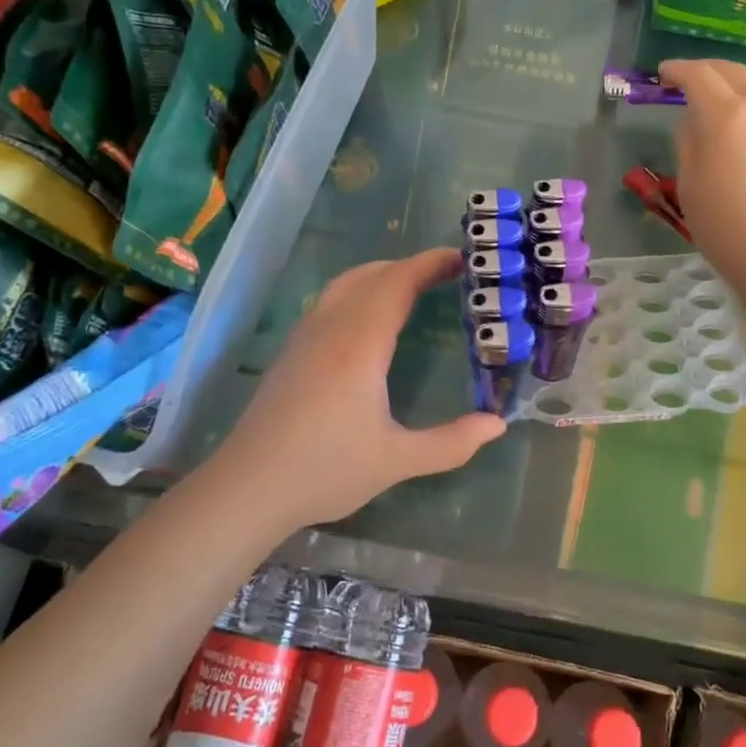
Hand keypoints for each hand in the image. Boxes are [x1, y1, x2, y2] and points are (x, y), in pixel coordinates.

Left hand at [208, 248, 506, 528]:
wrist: (247, 488)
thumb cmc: (325, 471)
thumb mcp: (396, 461)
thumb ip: (451, 443)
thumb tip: (497, 424)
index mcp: (360, 344)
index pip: (398, 283)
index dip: (430, 264)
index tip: (462, 258)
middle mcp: (331, 327)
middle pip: (373, 274)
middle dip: (412, 266)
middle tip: (449, 274)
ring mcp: (305, 336)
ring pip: (347, 283)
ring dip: (383, 275)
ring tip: (415, 288)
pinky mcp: (291, 350)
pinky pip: (331, 300)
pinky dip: (361, 290)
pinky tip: (371, 320)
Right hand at [661, 58, 745, 306]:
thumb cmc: (725, 226)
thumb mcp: (690, 185)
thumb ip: (689, 142)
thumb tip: (695, 121)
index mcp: (726, 115)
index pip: (698, 75)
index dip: (677, 70)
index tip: (663, 74)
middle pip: (734, 72)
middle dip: (708, 70)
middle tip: (690, 80)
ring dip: (738, 91)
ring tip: (724, 108)